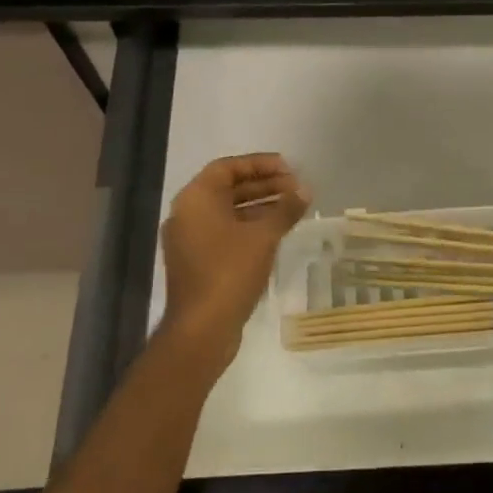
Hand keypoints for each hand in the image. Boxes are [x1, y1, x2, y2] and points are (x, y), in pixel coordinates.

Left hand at [159, 153, 310, 369]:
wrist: (201, 329)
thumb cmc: (230, 272)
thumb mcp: (263, 236)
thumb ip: (285, 208)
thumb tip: (305, 189)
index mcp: (196, 199)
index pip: (228, 167)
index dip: (260, 164)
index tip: (289, 168)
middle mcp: (187, 214)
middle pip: (228, 188)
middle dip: (264, 185)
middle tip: (296, 187)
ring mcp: (189, 239)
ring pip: (228, 211)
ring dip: (260, 206)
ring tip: (293, 207)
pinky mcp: (197, 261)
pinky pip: (225, 232)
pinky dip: (249, 226)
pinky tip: (277, 231)